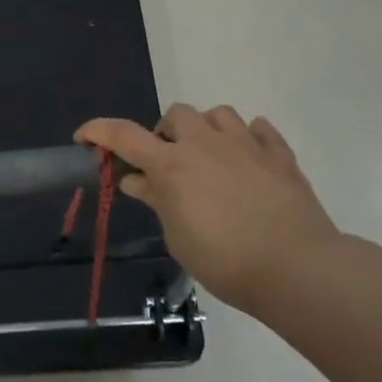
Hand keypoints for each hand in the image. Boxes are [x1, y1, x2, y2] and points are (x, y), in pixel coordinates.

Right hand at [77, 105, 341, 314]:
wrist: (296, 267)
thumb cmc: (225, 260)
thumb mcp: (177, 236)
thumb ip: (157, 201)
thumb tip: (136, 181)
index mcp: (172, 164)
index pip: (123, 135)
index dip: (98, 131)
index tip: (84, 138)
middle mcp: (205, 143)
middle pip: (176, 114)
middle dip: (165, 133)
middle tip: (167, 164)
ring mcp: (246, 145)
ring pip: (218, 114)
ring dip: (206, 130)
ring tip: (209, 157)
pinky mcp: (279, 155)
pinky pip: (259, 129)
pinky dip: (248, 138)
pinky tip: (247, 160)